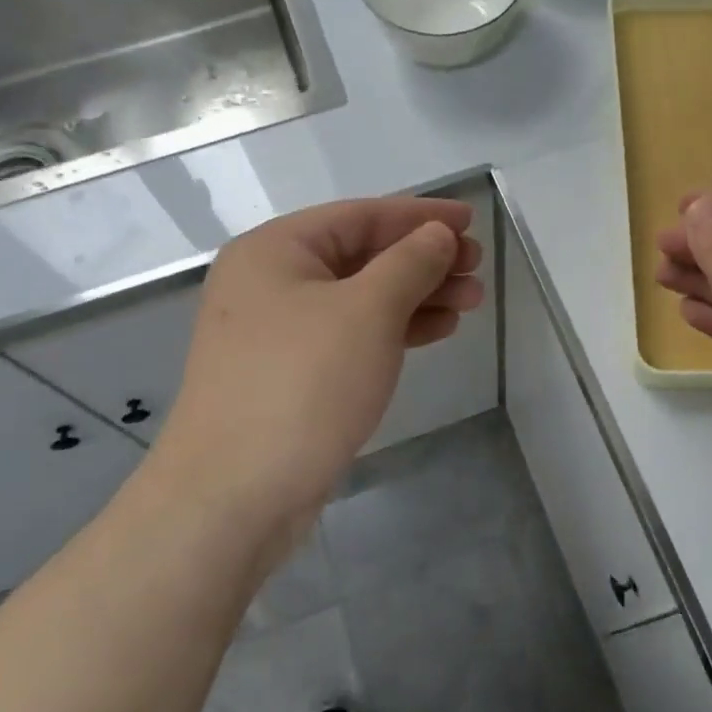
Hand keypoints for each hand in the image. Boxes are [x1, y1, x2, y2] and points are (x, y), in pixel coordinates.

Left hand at [146, 197, 482, 568]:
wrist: (233, 496)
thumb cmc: (303, 384)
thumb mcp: (367, 311)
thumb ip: (409, 263)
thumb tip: (437, 235)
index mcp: (275, 250)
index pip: (360, 216)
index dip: (420, 215)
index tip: (471, 221)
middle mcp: (269, 283)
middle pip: (361, 256)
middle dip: (423, 260)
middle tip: (477, 270)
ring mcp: (276, 333)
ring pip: (359, 298)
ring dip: (416, 296)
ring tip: (471, 302)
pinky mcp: (289, 375)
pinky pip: (350, 335)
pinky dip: (393, 330)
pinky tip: (435, 330)